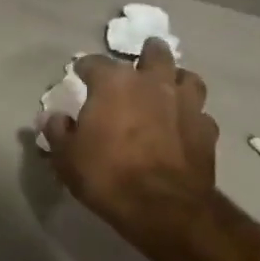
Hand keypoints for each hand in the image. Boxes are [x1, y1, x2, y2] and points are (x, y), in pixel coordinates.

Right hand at [43, 37, 219, 244]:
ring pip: (187, 77)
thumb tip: (52, 117)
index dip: (84, 68)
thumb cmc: (107, 175)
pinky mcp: (207, 130)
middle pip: (155, 53)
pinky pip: (201, 114)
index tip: (80, 75)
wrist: (163, 207)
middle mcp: (152, 83)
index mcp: (114, 83)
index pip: (94, 63)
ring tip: (168, 90)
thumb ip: (58, 132)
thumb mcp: (67, 157)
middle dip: (147, 54)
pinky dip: (192, 117)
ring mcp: (185, 104)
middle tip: (139, 65)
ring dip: (176, 80)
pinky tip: (185, 127)